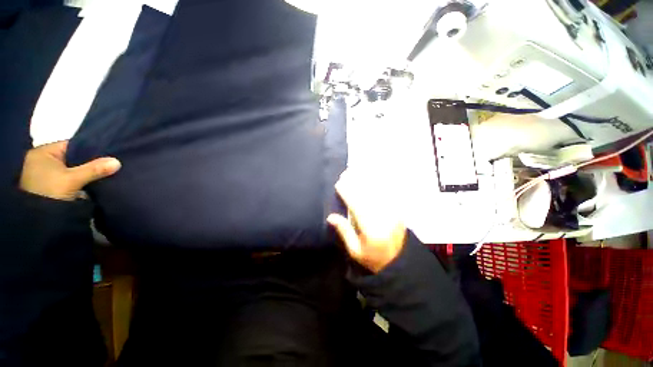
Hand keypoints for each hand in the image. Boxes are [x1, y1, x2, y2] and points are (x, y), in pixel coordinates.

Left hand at [20, 141, 120, 200]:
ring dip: (84, 171)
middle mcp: (42, 160)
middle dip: (88, 162)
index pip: (71, 145)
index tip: (107, 155)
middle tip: (107, 164)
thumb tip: (117, 161)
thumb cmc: (50, 192)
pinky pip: (68, 177)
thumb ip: (94, 169)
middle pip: (71, 157)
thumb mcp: (73, 179)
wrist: (38, 220)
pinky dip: (78, 179)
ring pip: (70, 168)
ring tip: (102, 172)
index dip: (89, 149)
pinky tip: (90, 181)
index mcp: (43, 152)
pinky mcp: (49, 185)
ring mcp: (44, 173)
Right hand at [327, 169, 406, 272]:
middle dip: (355, 181)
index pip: (356, 204)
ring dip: (367, 179)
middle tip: (346, 173)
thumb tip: (331, 217)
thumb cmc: (374, 258)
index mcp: (370, 228)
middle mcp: (381, 216)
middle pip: (366, 194)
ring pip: (377, 190)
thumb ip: (344, 232)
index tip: (338, 184)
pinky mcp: (398, 210)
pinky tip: (374, 176)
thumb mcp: (355, 251)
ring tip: (357, 170)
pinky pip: (389, 192)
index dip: (347, 192)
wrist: (401, 262)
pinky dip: (381, 182)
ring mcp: (392, 211)